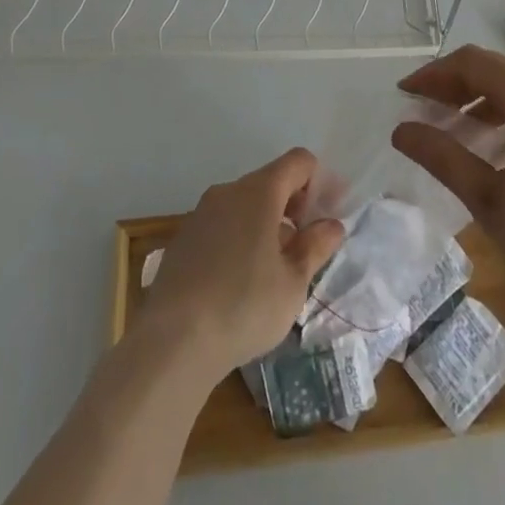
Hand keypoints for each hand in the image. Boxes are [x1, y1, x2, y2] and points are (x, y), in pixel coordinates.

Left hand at [135, 148, 345, 384]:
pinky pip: (223, 225)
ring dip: (268, 224)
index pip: (298, 162)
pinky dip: (241, 238)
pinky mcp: (183, 239)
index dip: (320, 182)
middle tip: (308, 246)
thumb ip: (315, 247)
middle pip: (271, 181)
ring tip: (277, 270)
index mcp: (259, 191)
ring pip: (245, 205)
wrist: (172, 342)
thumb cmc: (244, 306)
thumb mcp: (293, 283)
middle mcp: (228, 191)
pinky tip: (242, 282)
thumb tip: (332, 224)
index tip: (330, 214)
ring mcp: (201, 213)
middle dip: (295, 206)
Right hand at [391, 45, 504, 306]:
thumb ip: (443, 158)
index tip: (404, 95)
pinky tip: (493, 143)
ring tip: (451, 127)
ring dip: (479, 99)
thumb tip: (402, 130)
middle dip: (453, 85)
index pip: (471, 63)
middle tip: (422, 110)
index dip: (433, 74)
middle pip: (494, 69)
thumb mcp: (490, 200)